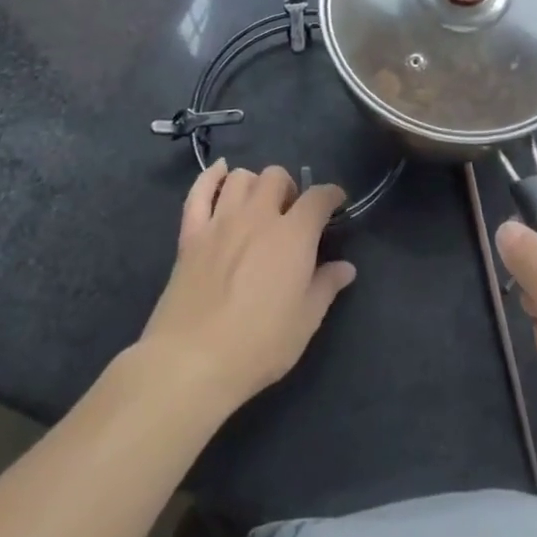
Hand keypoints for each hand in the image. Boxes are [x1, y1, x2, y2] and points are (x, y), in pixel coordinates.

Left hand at [141, 161, 355, 415]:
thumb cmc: (259, 345)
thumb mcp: (305, 321)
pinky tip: (220, 174)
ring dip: (255, 184)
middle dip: (289, 188)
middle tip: (291, 214)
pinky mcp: (190, 234)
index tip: (336, 202)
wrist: (192, 361)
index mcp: (293, 235)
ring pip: (241, 178)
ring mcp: (221, 221)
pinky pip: (199, 192)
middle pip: (276, 176)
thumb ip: (326, 287)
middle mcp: (258, 216)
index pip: (319, 196)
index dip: (331, 194)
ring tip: (258, 204)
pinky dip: (211, 177)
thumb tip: (346, 267)